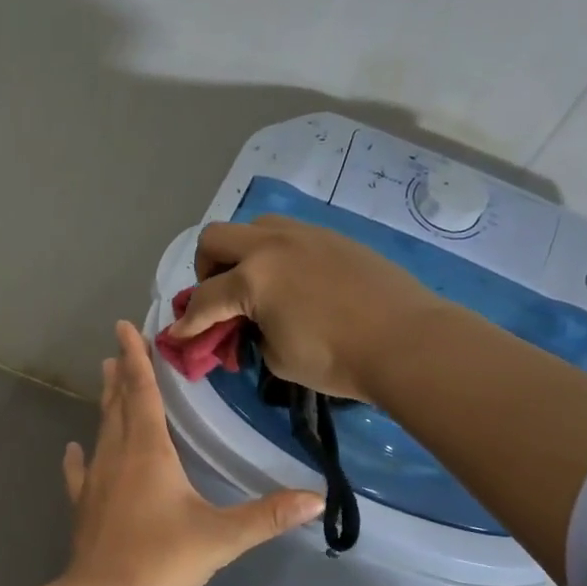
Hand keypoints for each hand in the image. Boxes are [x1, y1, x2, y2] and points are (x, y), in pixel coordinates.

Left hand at [62, 321, 323, 585]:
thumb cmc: (163, 559)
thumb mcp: (222, 537)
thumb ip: (268, 516)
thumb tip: (315, 498)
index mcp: (149, 452)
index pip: (143, 392)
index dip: (136, 359)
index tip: (125, 327)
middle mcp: (117, 456)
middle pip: (119, 405)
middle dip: (121, 374)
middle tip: (118, 348)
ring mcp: (95, 480)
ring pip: (101, 430)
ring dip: (105, 404)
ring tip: (104, 380)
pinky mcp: (83, 505)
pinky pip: (79, 472)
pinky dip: (78, 457)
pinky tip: (74, 450)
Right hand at [168, 215, 446, 401]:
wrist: (407, 341)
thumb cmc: (336, 359)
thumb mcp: (278, 357)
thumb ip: (251, 335)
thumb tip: (249, 325)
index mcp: (253, 278)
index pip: (204, 299)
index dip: (187, 322)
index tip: (178, 336)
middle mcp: (272, 245)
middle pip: (216, 239)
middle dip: (206, 270)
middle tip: (219, 298)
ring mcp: (305, 235)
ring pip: (253, 226)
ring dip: (241, 253)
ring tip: (255, 285)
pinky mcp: (333, 237)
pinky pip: (288, 234)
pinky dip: (275, 254)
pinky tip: (292, 283)